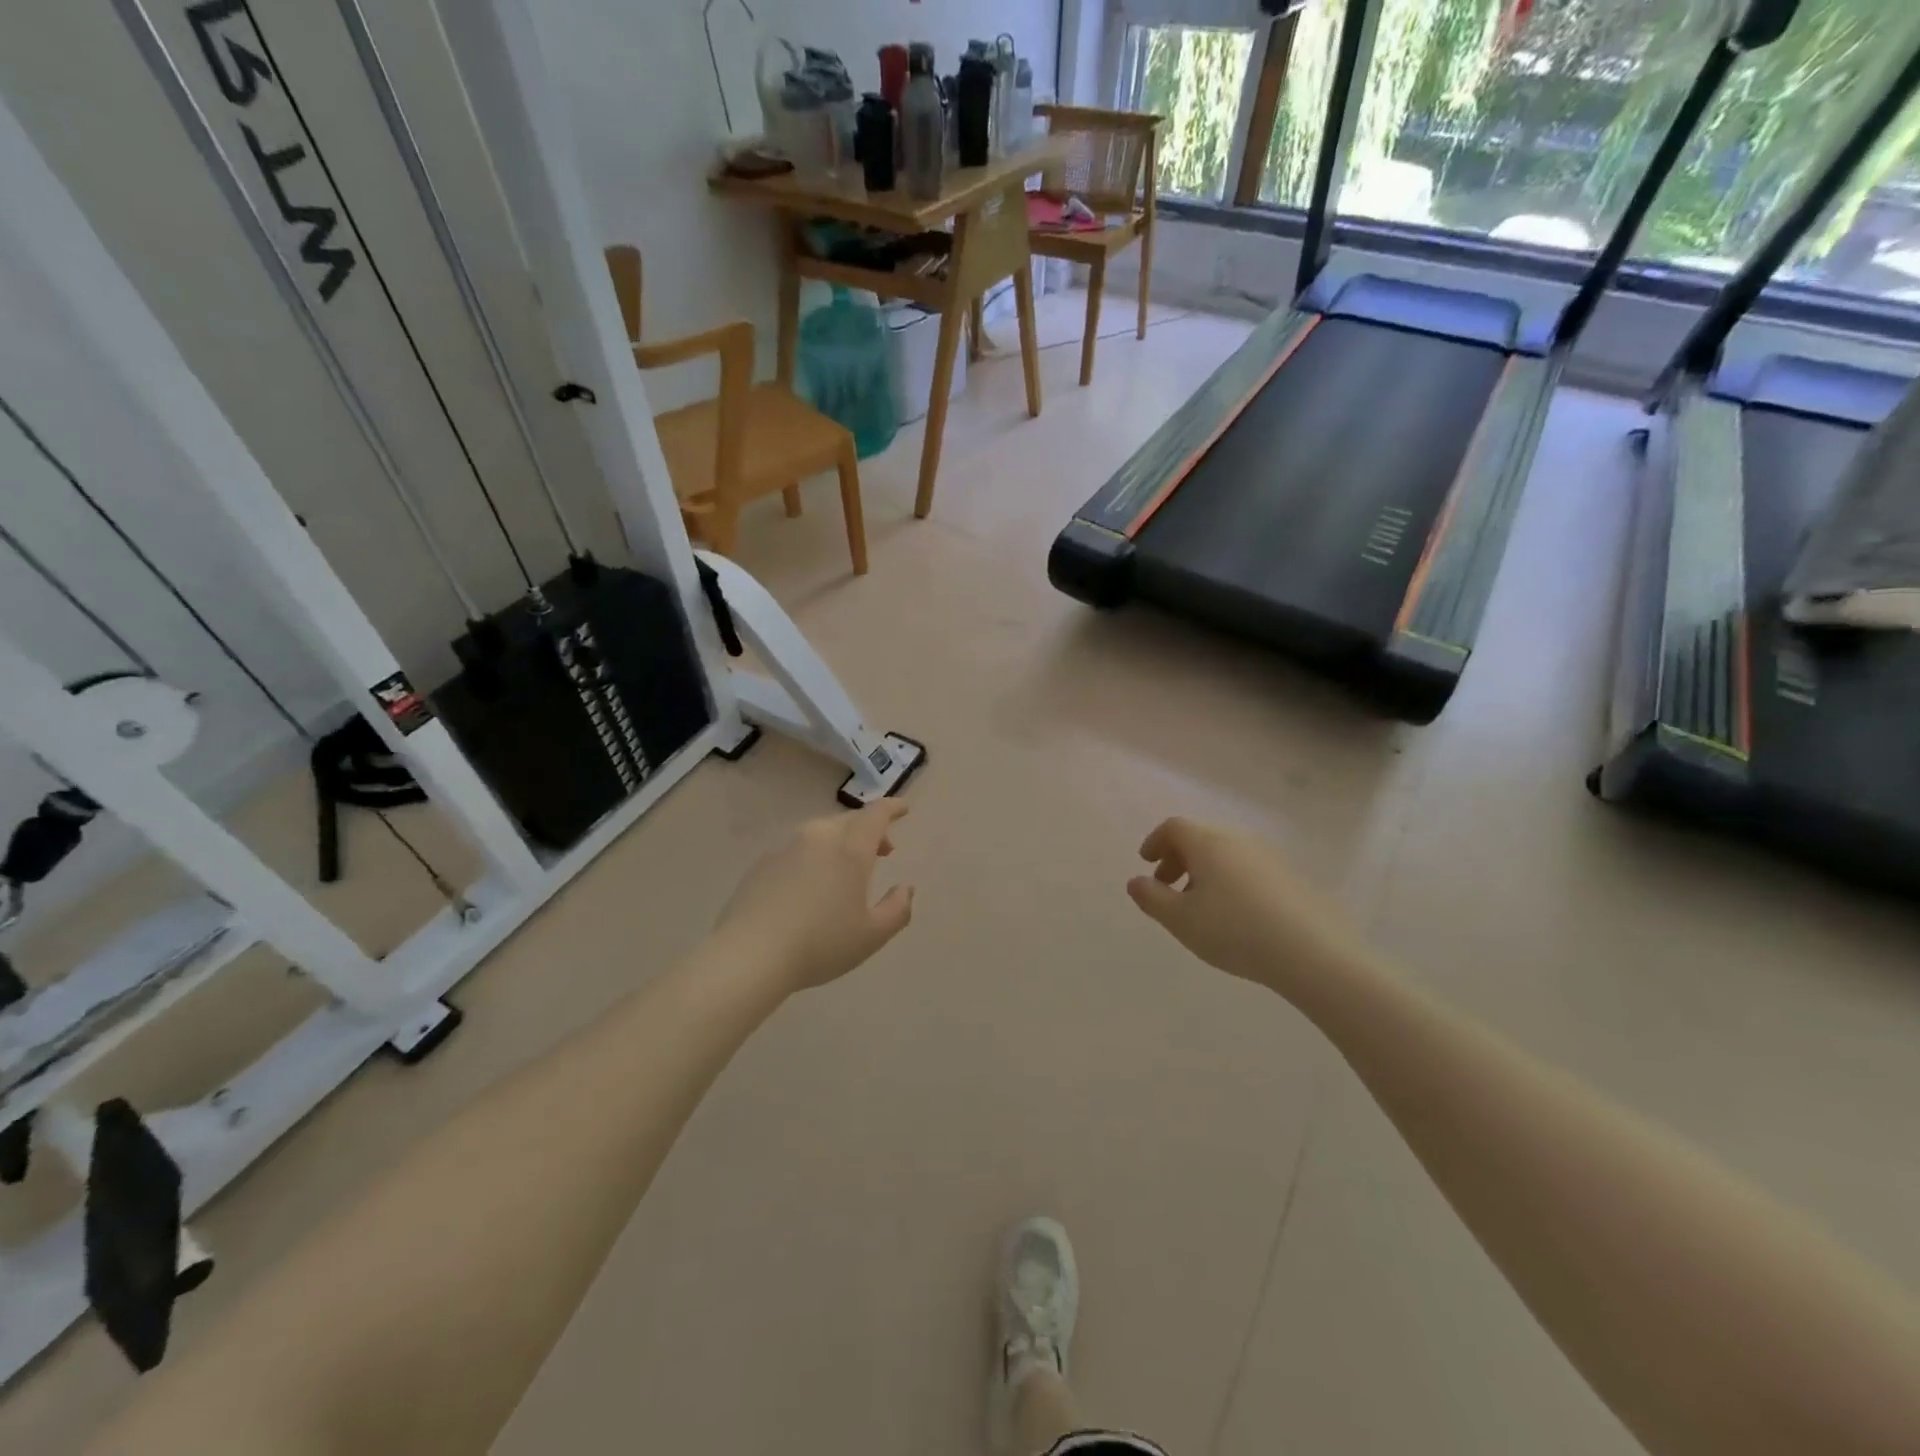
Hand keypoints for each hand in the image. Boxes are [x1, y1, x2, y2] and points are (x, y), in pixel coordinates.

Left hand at [714, 801, 914, 993]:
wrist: (750, 954)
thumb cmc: (820, 944)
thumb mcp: (872, 935)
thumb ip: (897, 909)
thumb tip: (906, 888)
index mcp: (850, 848)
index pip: (876, 814)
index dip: (892, 808)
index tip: (903, 810)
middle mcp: (819, 837)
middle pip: (849, 821)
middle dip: (869, 830)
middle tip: (881, 852)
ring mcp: (786, 847)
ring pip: (822, 832)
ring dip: (841, 842)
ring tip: (846, 870)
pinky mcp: (763, 862)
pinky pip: (798, 848)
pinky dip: (814, 856)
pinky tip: (810, 885)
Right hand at [1126, 817, 1368, 995]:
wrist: (1312, 952)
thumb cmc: (1234, 931)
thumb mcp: (1180, 920)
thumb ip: (1151, 898)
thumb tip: (1136, 882)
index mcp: (1208, 844)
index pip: (1174, 827)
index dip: (1155, 841)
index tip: (1146, 863)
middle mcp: (1238, 841)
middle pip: (1200, 838)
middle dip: (1178, 858)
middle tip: (1167, 886)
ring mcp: (1269, 858)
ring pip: (1226, 854)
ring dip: (1204, 871)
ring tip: (1200, 906)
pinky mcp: (1291, 878)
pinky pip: (1248, 869)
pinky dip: (1230, 881)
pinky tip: (1235, 916)